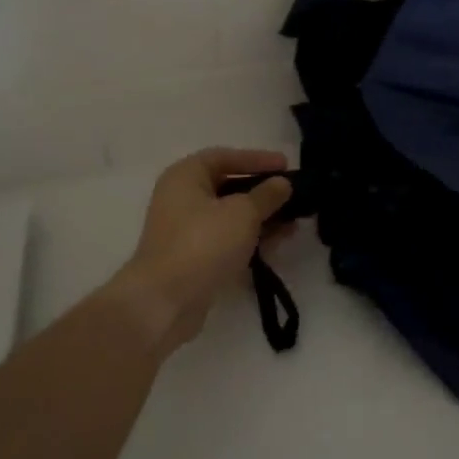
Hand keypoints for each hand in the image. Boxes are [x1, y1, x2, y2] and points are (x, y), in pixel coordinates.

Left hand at [109, 147, 293, 353]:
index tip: (286, 165)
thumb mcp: (243, 213)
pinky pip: (228, 239)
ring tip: (293, 223)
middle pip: (229, 186)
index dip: (257, 159)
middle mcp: (182, 198)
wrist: (165, 302)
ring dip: (262, 217)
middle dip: (263, 192)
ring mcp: (186, 230)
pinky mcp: (194, 258)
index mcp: (186, 176)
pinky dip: (251, 238)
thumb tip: (282, 184)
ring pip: (231, 216)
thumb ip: (267, 195)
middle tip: (293, 195)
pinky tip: (277, 243)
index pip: (225, 156)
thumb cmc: (203, 243)